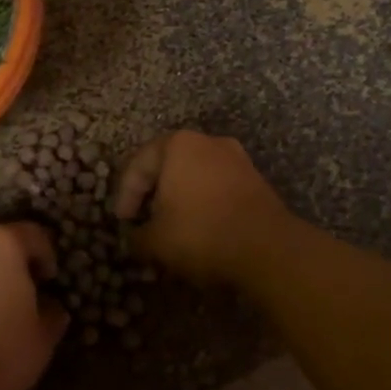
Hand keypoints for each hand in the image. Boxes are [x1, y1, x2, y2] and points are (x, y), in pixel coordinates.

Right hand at [113, 130, 293, 283]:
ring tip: (170, 226)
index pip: (138, 165)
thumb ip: (137, 236)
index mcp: (177, 145)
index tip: (122, 221)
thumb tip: (134, 238)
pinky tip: (199, 227)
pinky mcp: (254, 179)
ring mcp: (235, 158)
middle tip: (142, 219)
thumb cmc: (201, 233)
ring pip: (194, 175)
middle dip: (152, 193)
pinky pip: (217, 186)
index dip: (124, 195)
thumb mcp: (155, 241)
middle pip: (167, 165)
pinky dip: (203, 203)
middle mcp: (207, 141)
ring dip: (179, 198)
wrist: (269, 248)